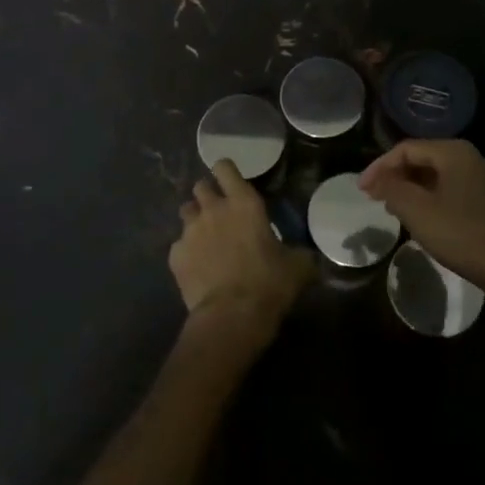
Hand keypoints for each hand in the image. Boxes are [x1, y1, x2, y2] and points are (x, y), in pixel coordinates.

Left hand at [169, 160, 315, 350]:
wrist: (231, 317)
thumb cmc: (269, 283)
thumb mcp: (298, 266)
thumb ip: (300, 253)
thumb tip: (309, 256)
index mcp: (243, 202)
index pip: (225, 167)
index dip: (226, 172)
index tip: (232, 182)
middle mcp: (213, 209)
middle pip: (200, 186)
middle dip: (208, 195)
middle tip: (220, 212)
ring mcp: (190, 231)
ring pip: (185, 212)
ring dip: (195, 219)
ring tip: (206, 238)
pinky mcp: (175, 255)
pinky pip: (178, 245)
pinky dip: (187, 252)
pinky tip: (197, 268)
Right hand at [359, 139, 484, 298]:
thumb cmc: (461, 235)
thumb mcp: (418, 212)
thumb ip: (392, 189)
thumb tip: (377, 180)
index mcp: (454, 152)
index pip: (406, 149)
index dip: (380, 167)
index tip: (362, 190)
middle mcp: (471, 157)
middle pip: (423, 158)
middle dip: (396, 177)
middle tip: (375, 198)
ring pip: (438, 175)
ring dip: (412, 188)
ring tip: (394, 209)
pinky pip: (453, 188)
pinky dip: (432, 197)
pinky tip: (424, 218)